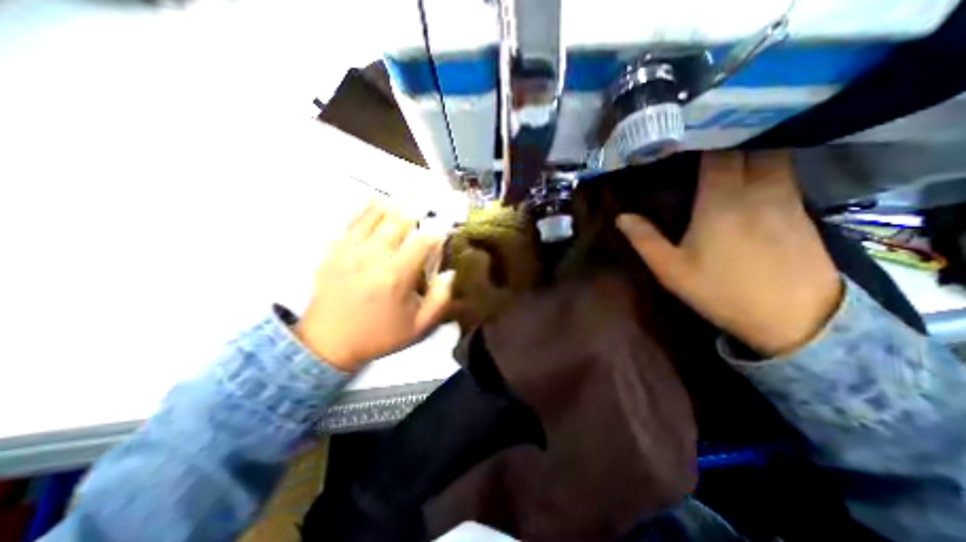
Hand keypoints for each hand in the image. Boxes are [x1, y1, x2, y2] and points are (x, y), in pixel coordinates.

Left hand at [297, 201, 454, 369]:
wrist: (327, 343)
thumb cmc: (378, 335)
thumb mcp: (418, 326)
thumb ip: (440, 299)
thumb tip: (451, 273)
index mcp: (396, 275)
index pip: (422, 242)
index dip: (437, 232)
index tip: (445, 228)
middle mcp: (373, 255)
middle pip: (398, 220)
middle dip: (416, 205)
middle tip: (428, 193)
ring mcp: (350, 250)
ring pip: (374, 216)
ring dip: (394, 202)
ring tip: (407, 189)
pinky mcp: (334, 250)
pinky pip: (351, 222)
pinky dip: (365, 208)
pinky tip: (375, 199)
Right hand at [619, 150, 838, 354]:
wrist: (795, 317)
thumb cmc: (721, 290)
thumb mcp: (671, 269)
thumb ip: (644, 240)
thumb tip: (621, 216)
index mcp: (720, 201)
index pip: (716, 155)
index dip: (700, 142)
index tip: (682, 140)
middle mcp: (757, 190)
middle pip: (747, 149)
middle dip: (725, 141)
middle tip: (702, 144)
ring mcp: (786, 198)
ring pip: (772, 157)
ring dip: (749, 150)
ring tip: (727, 154)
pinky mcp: (803, 211)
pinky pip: (785, 174)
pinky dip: (768, 166)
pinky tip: (754, 177)